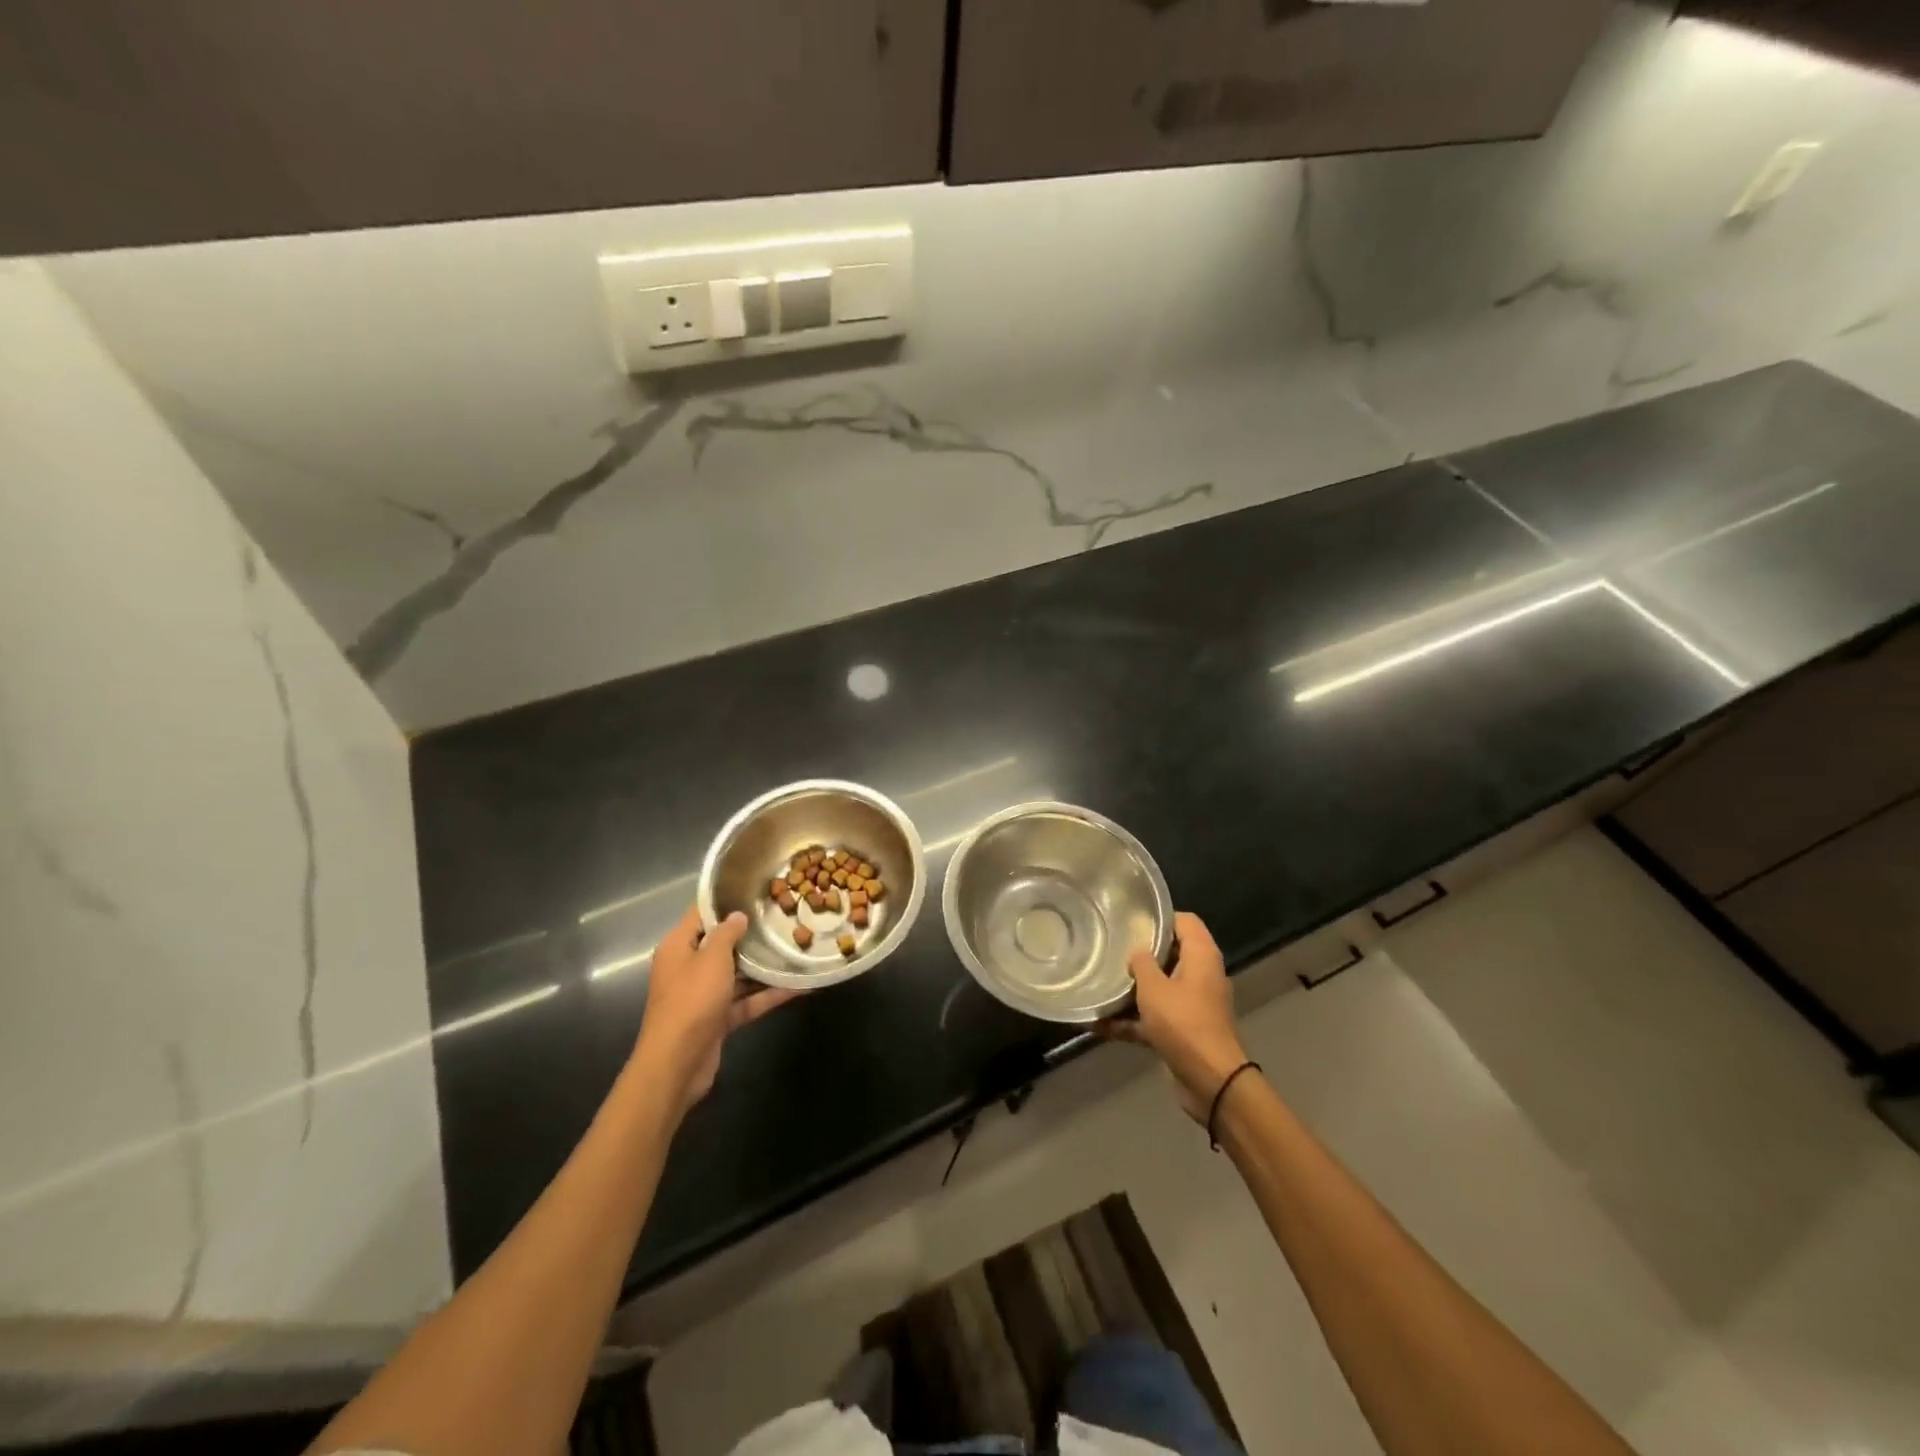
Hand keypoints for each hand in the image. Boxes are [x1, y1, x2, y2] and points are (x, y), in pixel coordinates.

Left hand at [632, 906, 796, 1118]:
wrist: (677, 1064)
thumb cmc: (691, 1000)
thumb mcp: (712, 958)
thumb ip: (727, 933)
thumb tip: (738, 915)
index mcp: (678, 947)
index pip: (701, 914)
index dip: (725, 901)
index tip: (756, 890)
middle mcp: (689, 968)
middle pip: (722, 944)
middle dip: (751, 934)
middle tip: (784, 917)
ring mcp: (704, 995)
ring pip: (738, 974)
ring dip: (765, 966)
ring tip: (797, 948)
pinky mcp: (718, 1019)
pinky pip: (747, 1000)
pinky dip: (768, 995)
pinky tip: (800, 987)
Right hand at [1101, 912, 1248, 1122]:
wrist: (1211, 1082)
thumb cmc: (1184, 1023)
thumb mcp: (1154, 988)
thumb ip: (1142, 963)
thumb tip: (1137, 952)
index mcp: (1201, 957)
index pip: (1185, 921)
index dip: (1160, 916)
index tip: (1130, 918)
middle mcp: (1200, 976)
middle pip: (1169, 954)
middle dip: (1140, 953)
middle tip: (1109, 947)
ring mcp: (1191, 1006)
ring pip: (1158, 988)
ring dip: (1131, 991)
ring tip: (1098, 984)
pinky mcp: (1182, 1032)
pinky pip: (1152, 1018)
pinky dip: (1130, 1021)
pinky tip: (1097, 1025)